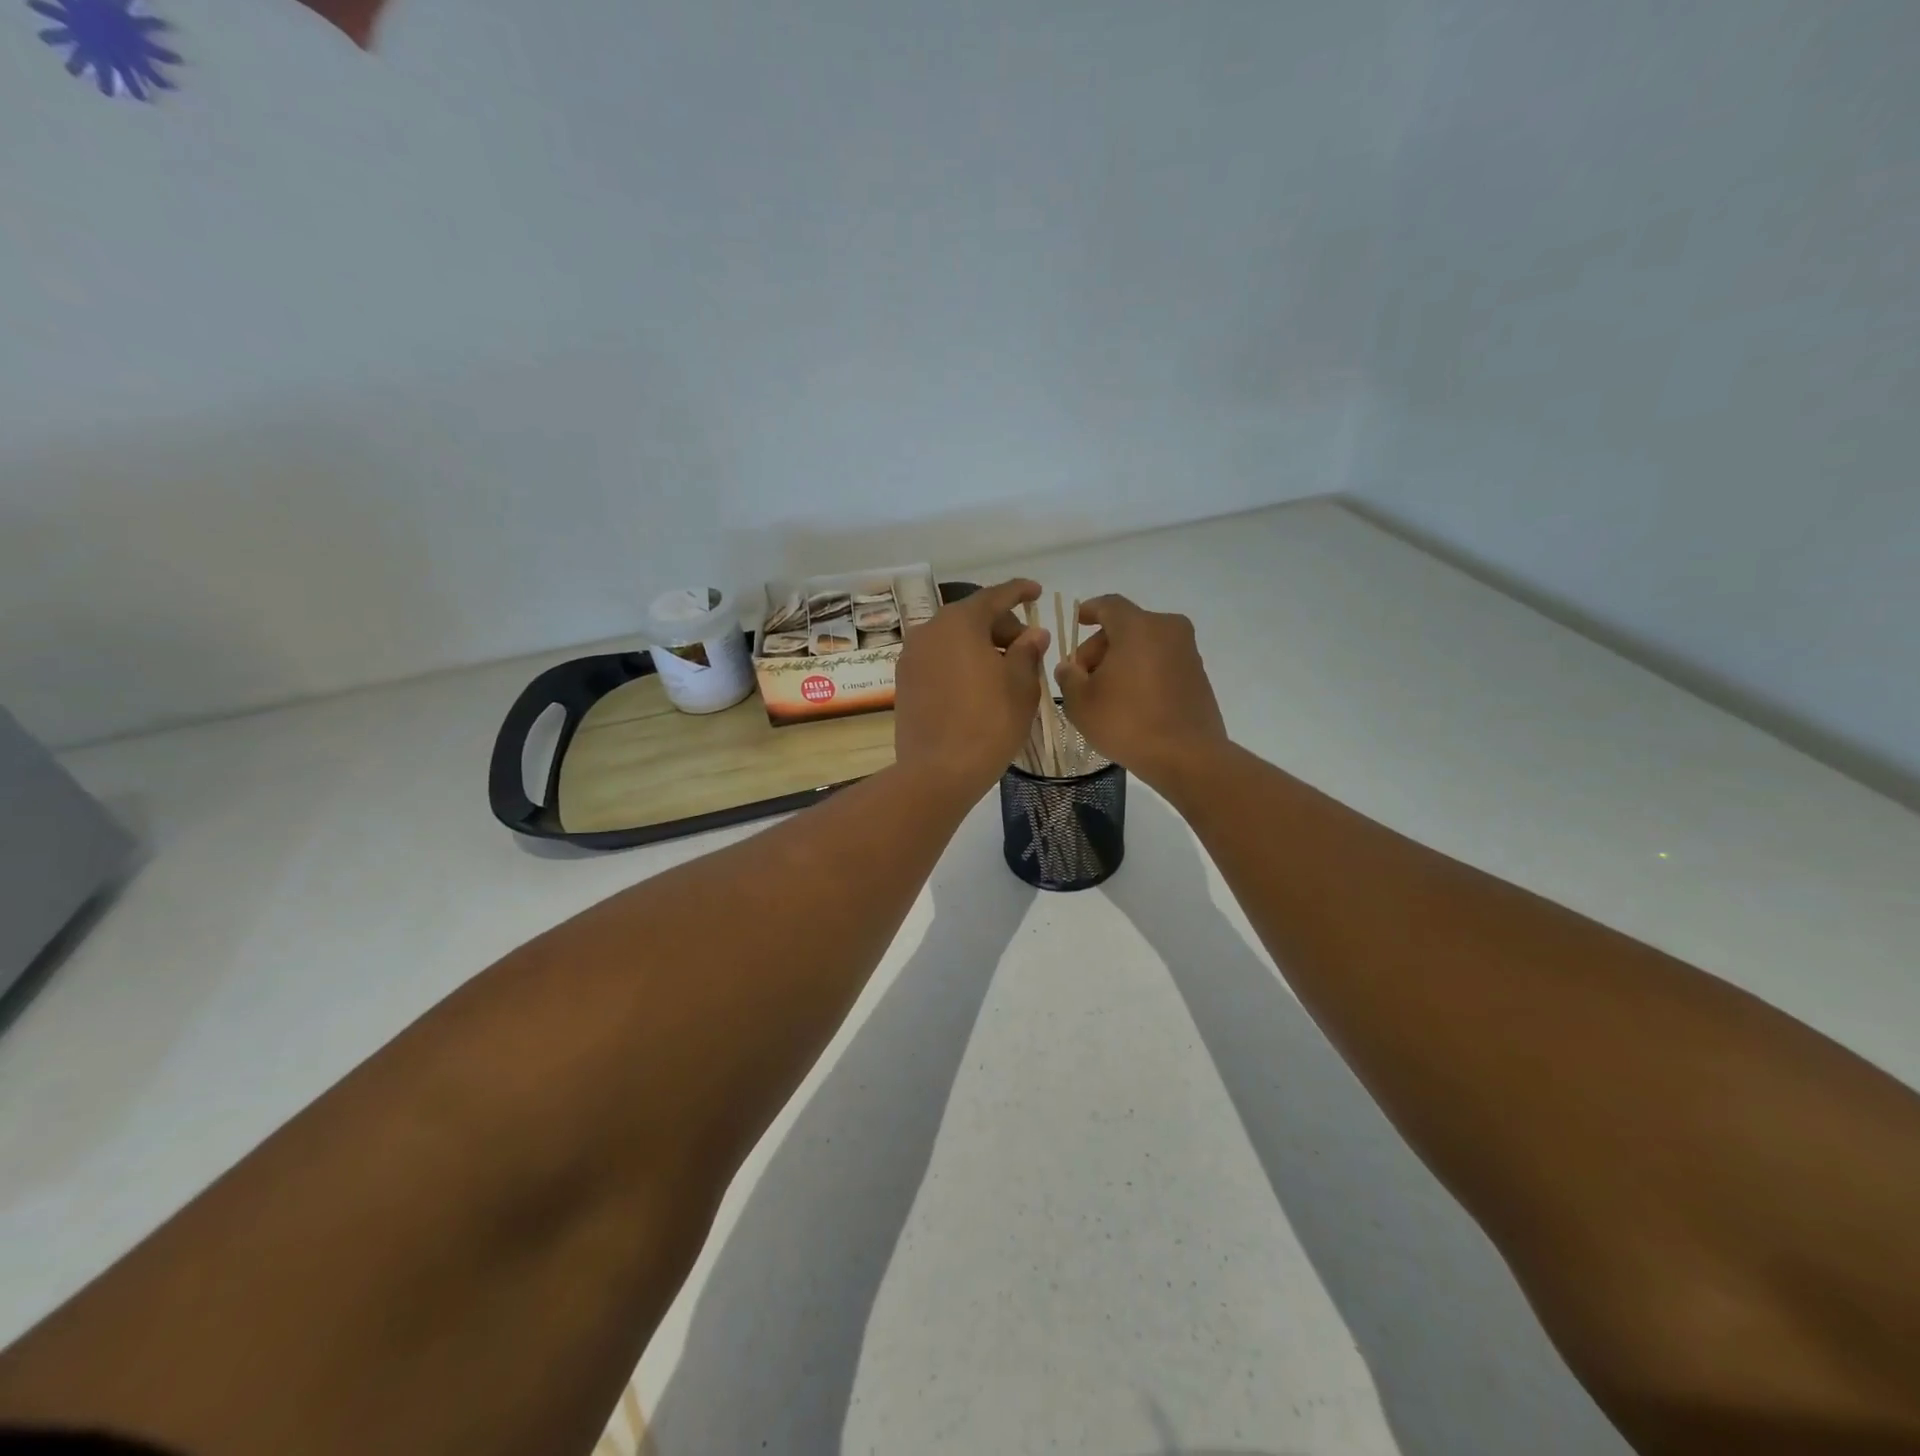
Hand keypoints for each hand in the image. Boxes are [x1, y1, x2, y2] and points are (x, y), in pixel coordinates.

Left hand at [894, 579, 1049, 793]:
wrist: (938, 771)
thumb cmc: (989, 723)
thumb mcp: (1021, 685)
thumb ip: (1027, 651)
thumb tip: (1033, 634)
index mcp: (959, 622)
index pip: (994, 596)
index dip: (1019, 592)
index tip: (1036, 591)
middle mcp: (929, 631)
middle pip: (971, 617)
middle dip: (1001, 626)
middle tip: (1027, 649)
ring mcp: (911, 657)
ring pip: (953, 639)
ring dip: (980, 646)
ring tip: (1005, 670)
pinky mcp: (904, 682)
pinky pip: (939, 660)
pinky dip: (960, 662)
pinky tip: (979, 685)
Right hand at [1055, 594, 1227, 788]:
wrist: (1187, 756)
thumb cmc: (1127, 722)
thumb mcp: (1081, 703)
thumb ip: (1069, 677)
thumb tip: (1070, 667)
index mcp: (1137, 627)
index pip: (1108, 605)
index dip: (1089, 611)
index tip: (1078, 622)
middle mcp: (1167, 629)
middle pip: (1126, 626)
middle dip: (1101, 646)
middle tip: (1082, 676)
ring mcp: (1187, 652)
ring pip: (1145, 644)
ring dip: (1122, 660)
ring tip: (1105, 692)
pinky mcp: (1198, 675)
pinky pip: (1162, 662)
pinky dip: (1143, 671)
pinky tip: (1130, 701)